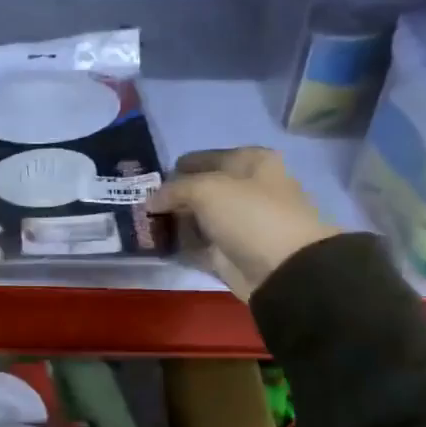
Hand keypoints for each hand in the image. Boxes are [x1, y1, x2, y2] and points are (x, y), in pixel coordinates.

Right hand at [147, 147, 338, 299]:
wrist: (282, 269)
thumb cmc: (250, 215)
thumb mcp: (206, 189)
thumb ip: (173, 189)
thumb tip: (150, 200)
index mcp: (252, 162)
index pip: (205, 158)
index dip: (179, 167)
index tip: (151, 179)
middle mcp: (247, 189)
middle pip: (201, 188)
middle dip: (173, 196)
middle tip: (142, 203)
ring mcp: (239, 222)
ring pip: (199, 216)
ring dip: (174, 220)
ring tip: (144, 223)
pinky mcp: (230, 251)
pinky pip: (199, 243)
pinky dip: (181, 243)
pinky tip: (158, 242)